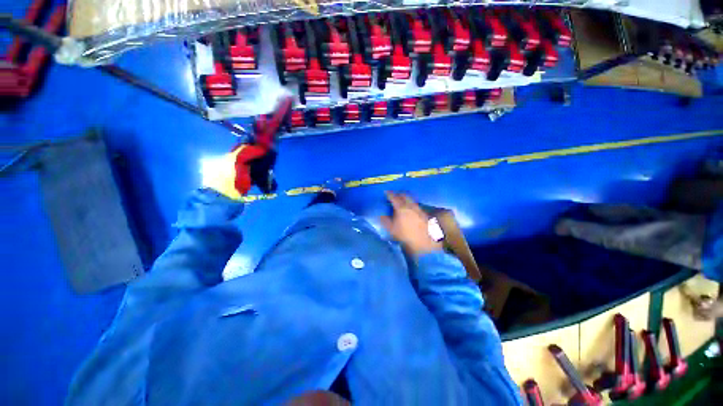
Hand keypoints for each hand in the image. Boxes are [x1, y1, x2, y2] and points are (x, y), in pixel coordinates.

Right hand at [381, 191, 442, 255]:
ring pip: (410, 199)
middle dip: (397, 194)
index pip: (393, 196)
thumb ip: (385, 221)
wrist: (427, 241)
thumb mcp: (392, 230)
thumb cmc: (407, 236)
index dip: (388, 194)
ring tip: (400, 202)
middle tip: (393, 196)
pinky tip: (409, 209)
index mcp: (401, 207)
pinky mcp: (424, 212)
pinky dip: (410, 203)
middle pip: (403, 195)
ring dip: (405, 198)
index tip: (385, 192)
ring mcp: (418, 208)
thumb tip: (381, 214)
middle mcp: (410, 205)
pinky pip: (415, 204)